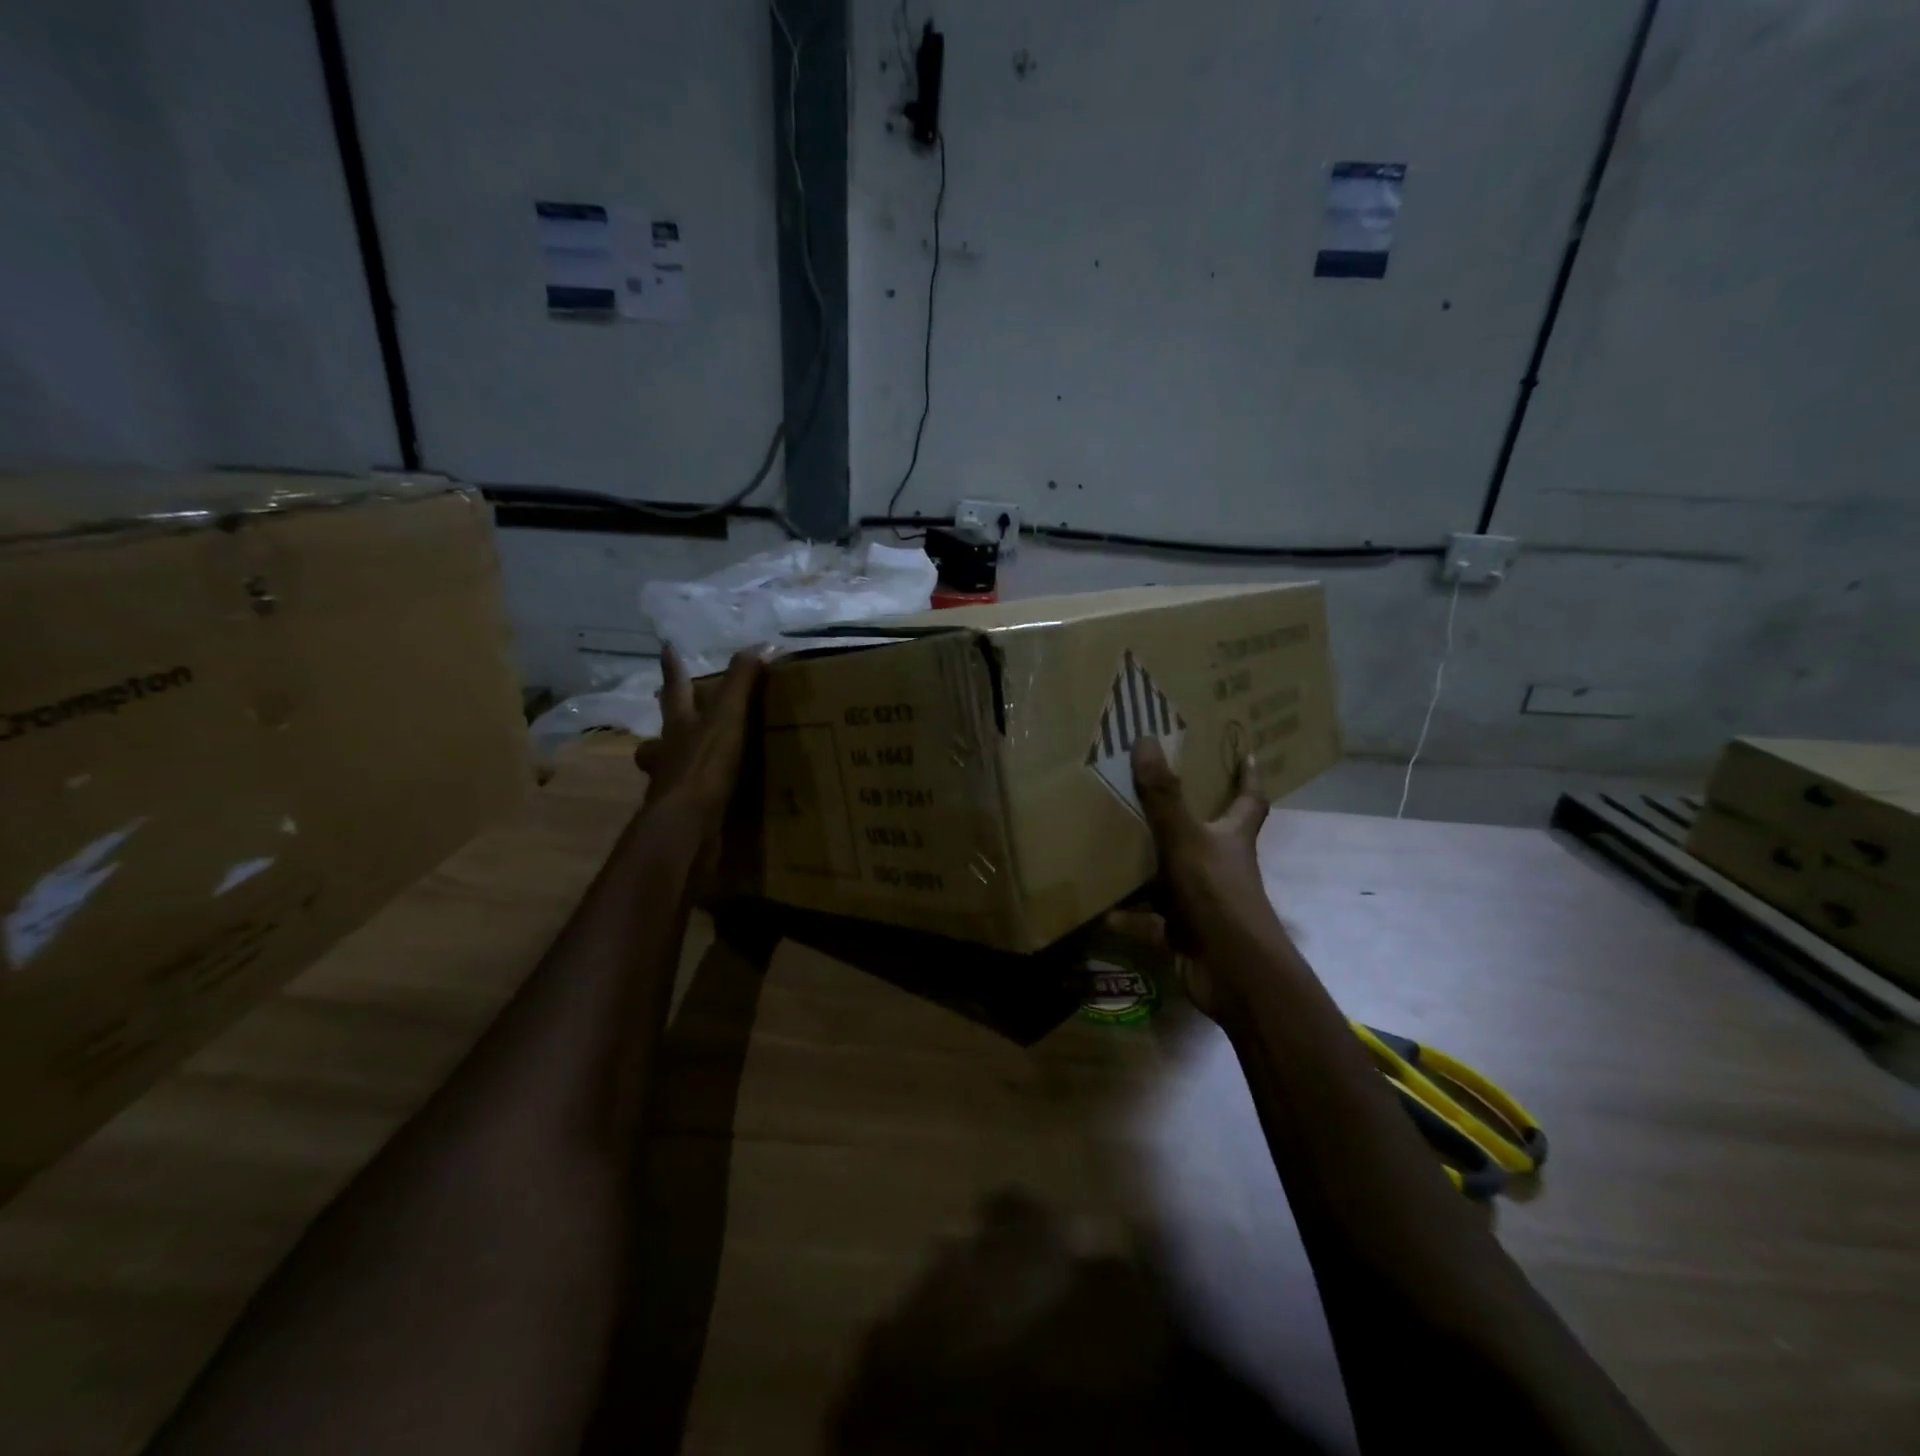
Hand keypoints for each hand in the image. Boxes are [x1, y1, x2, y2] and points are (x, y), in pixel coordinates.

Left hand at [633, 647, 764, 867]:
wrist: (687, 825)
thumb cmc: (704, 765)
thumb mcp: (728, 717)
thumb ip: (742, 682)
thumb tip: (762, 645)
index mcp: (679, 726)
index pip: (676, 689)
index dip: (673, 669)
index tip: (666, 648)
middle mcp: (668, 754)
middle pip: (660, 735)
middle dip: (665, 727)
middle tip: (670, 721)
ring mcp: (672, 787)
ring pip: (668, 769)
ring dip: (677, 764)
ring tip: (695, 764)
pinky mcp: (684, 816)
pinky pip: (690, 800)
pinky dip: (699, 797)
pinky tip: (715, 801)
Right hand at [1123, 735, 1288, 1017]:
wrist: (1234, 973)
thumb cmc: (1217, 895)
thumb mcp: (1186, 839)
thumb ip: (1164, 796)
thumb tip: (1146, 739)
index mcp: (1232, 839)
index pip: (1249, 801)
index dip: (1248, 778)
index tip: (1247, 753)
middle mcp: (1221, 867)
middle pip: (1207, 836)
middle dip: (1185, 817)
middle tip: (1154, 791)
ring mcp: (1204, 903)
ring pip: (1172, 878)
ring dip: (1148, 869)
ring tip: (1114, 846)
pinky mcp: (1186, 934)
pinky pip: (1151, 922)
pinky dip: (1129, 918)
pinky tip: (1102, 912)